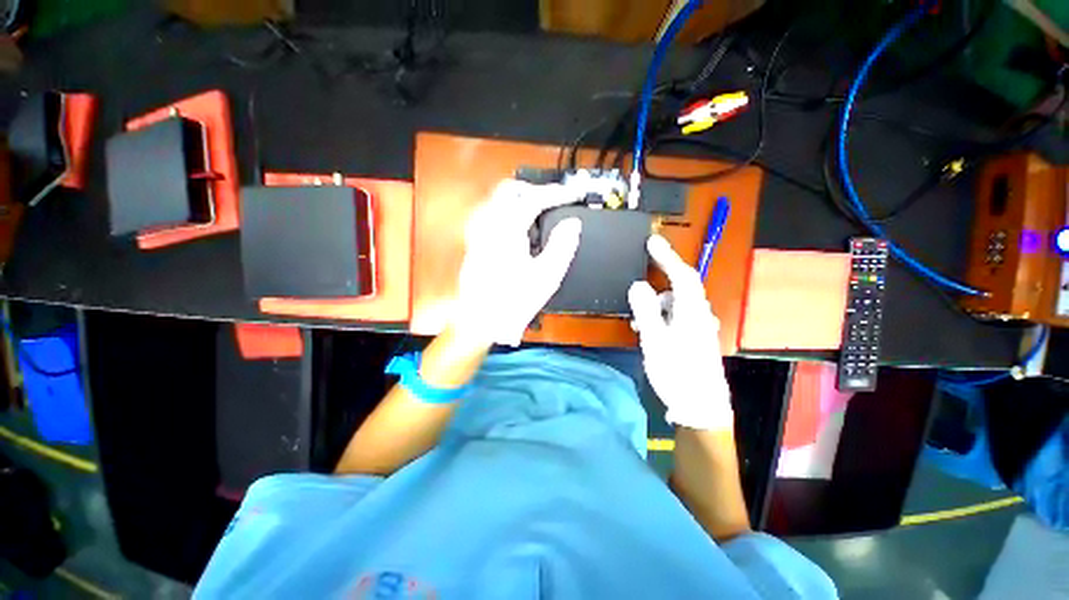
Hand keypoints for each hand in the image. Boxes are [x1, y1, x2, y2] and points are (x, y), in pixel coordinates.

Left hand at [453, 180, 581, 346]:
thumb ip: (562, 245)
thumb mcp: (547, 276)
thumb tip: (572, 224)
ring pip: (497, 201)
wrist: (482, 323)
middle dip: (535, 190)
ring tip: (539, 214)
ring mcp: (478, 234)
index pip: (534, 199)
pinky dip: (508, 214)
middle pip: (509, 190)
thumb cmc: (514, 302)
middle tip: (554, 201)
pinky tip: (519, 231)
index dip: (558, 194)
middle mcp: (488, 226)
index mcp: (507, 230)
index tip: (574, 195)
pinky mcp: (475, 245)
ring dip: (520, 200)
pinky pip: (491, 217)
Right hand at [628, 235, 731, 430]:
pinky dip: (661, 315)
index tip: (651, 241)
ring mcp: (700, 327)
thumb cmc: (677, 372)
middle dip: (662, 276)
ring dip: (657, 303)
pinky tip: (649, 329)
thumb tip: (638, 285)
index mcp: (692, 311)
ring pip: (677, 303)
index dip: (667, 256)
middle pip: (682, 286)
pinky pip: (677, 316)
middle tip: (643, 268)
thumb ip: (646, 310)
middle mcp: (700, 315)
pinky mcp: (695, 338)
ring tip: (637, 318)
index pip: (682, 275)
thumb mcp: (655, 340)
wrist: (700, 407)